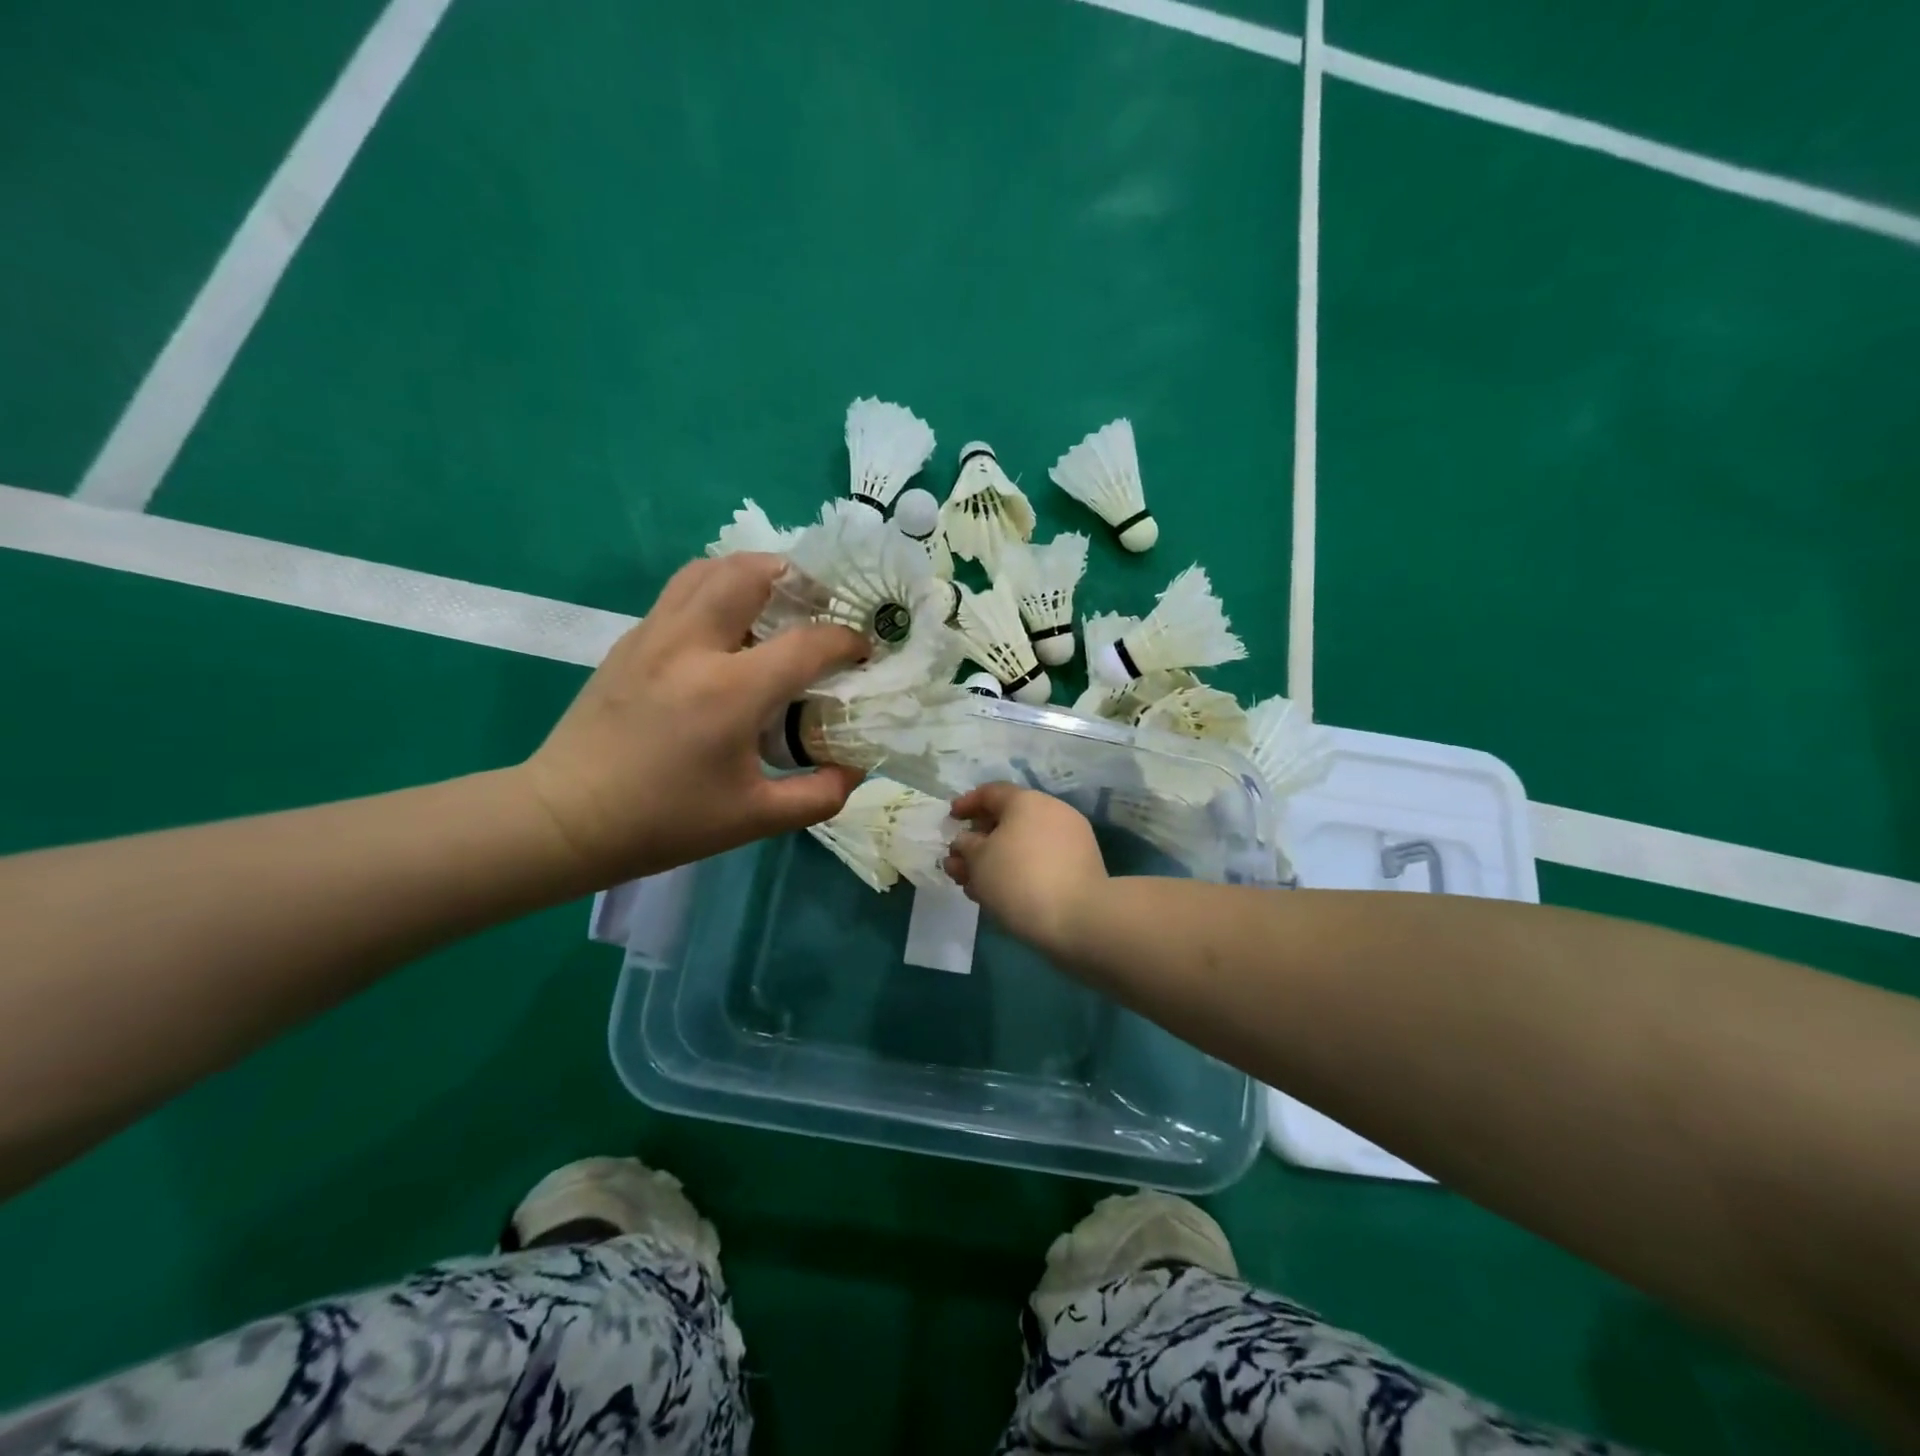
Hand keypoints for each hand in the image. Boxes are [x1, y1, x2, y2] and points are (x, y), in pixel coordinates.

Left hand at [520, 554, 867, 884]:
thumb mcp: (755, 819)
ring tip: (776, 602)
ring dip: (753, 573)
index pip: (808, 642)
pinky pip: (682, 591)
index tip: (862, 652)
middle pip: (752, 572)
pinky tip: (728, 629)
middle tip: (819, 604)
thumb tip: (855, 767)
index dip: (847, 641)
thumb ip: (819, 795)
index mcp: (730, 691)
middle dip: (798, 577)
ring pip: (710, 569)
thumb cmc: (665, 821)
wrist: (566, 818)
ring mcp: (654, 635)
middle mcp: (692, 646)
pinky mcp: (630, 640)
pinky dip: (717, 590)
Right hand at [946, 783, 1107, 955]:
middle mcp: (1051, 812)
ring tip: (973, 887)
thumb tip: (967, 841)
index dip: (967, 803)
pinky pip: (1039, 861)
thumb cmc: (1019, 879)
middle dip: (978, 842)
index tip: (951, 818)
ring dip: (994, 862)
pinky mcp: (1079, 866)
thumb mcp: (978, 860)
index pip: (991, 793)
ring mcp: (1070, 839)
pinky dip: (1017, 872)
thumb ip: (966, 846)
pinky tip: (999, 896)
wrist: (1080, 918)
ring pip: (1022, 845)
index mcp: (1026, 801)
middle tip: (958, 863)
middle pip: (1006, 821)